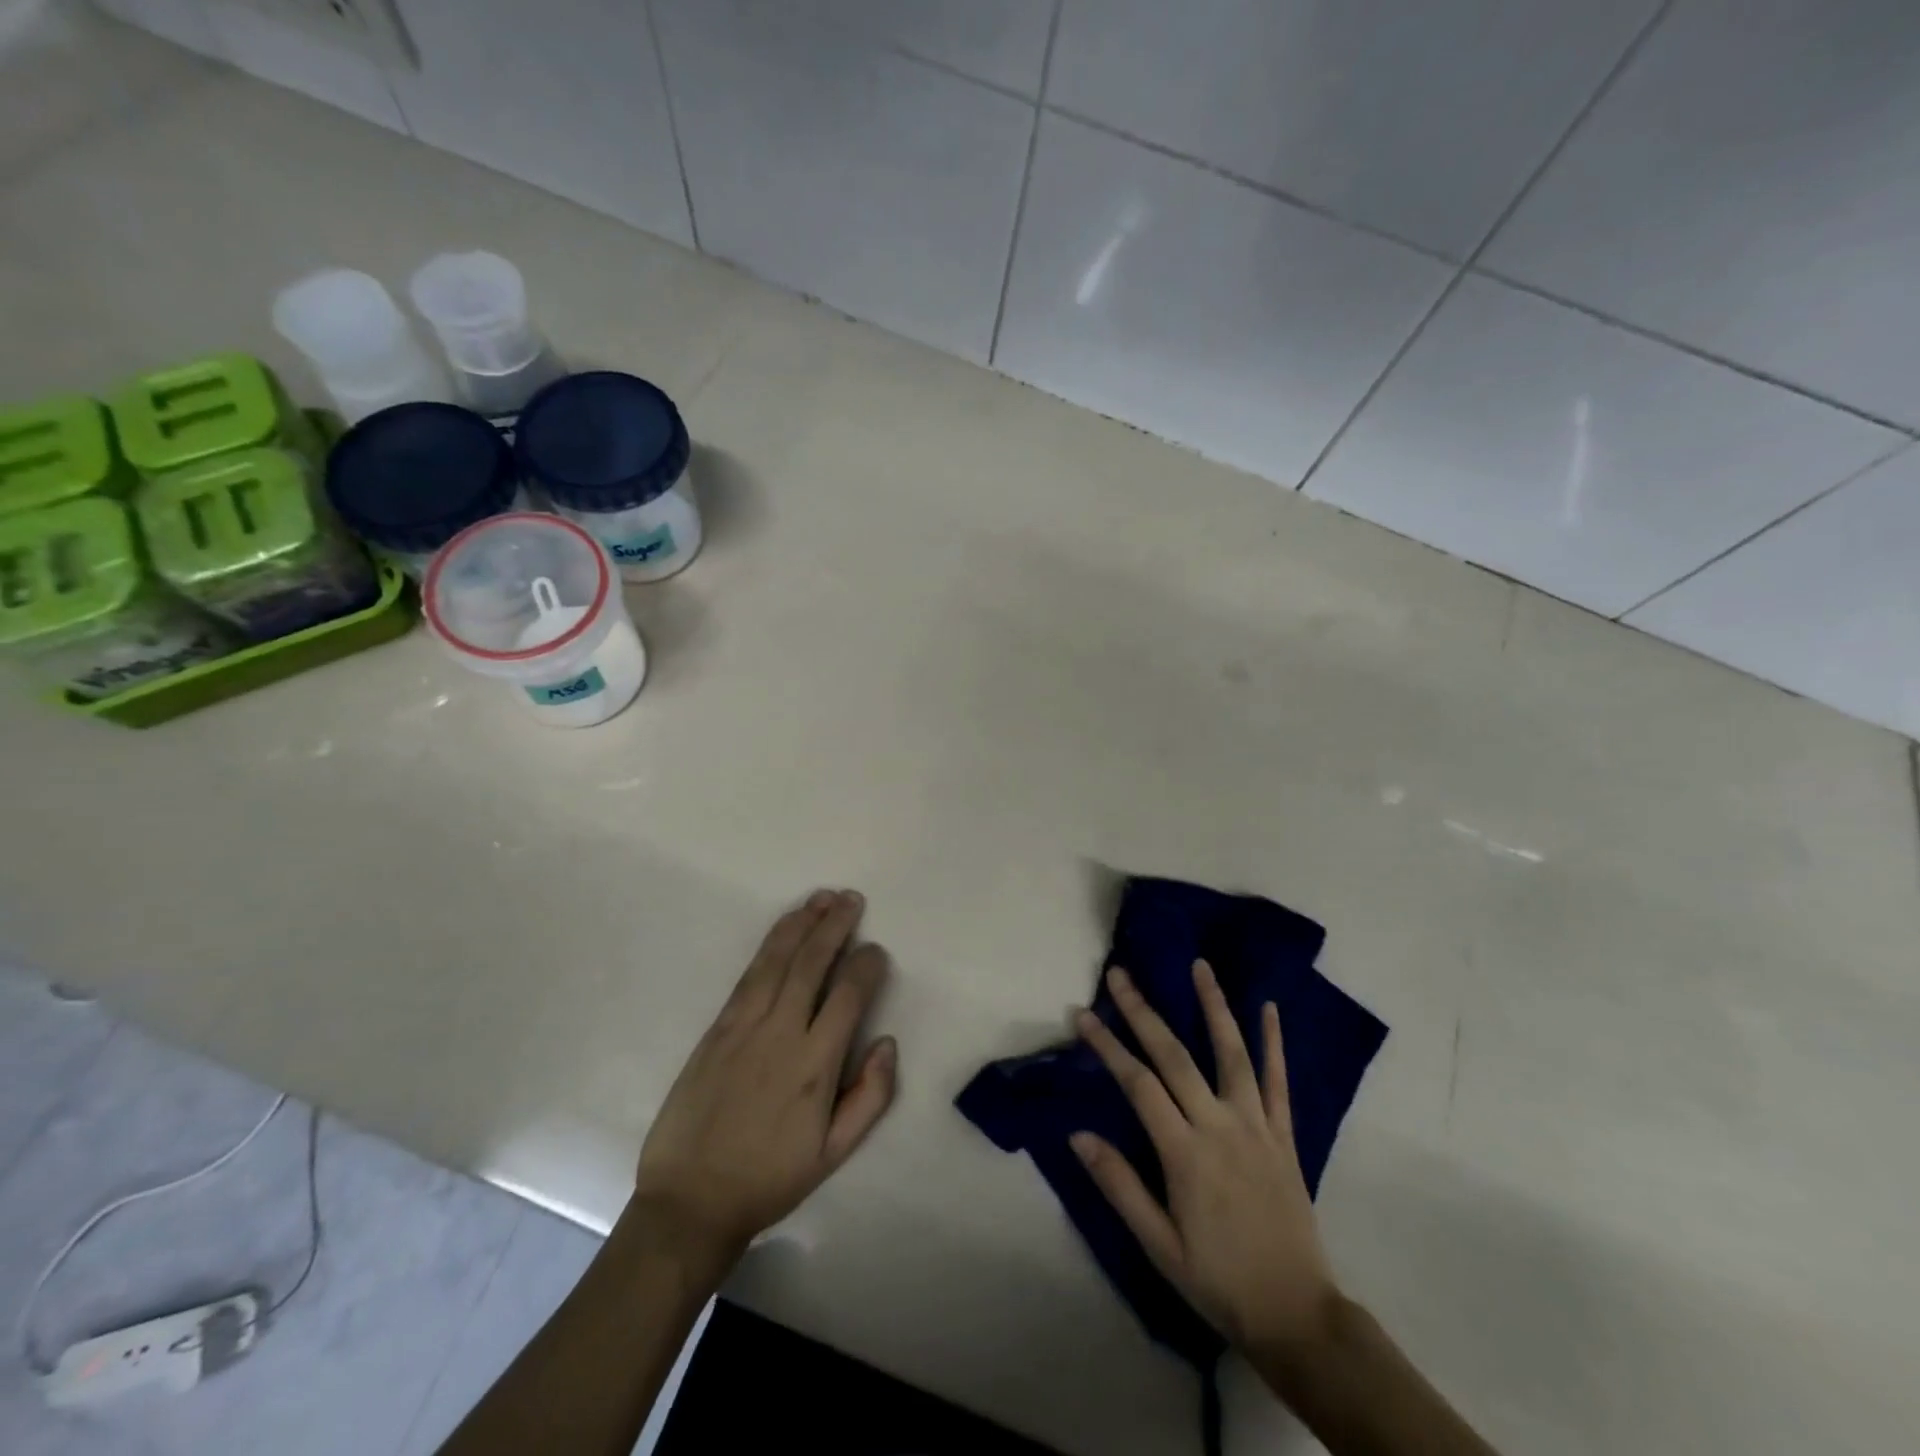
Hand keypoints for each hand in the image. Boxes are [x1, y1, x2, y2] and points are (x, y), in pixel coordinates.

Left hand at [632, 890, 897, 1266]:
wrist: (690, 1201)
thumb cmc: (770, 1179)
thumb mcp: (834, 1154)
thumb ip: (871, 1097)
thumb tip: (887, 1042)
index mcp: (815, 1065)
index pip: (849, 995)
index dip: (867, 965)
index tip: (876, 950)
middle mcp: (780, 1034)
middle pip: (812, 964)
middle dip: (835, 926)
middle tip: (852, 899)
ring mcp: (744, 1026)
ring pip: (778, 960)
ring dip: (802, 924)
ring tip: (822, 898)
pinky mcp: (717, 1028)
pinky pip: (749, 975)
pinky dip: (770, 944)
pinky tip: (784, 928)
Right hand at [1072, 962, 1338, 1352]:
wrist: (1297, 1315)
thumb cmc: (1218, 1281)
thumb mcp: (1158, 1245)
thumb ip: (1119, 1185)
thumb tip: (1078, 1134)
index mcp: (1185, 1153)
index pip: (1137, 1084)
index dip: (1108, 1046)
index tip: (1082, 1014)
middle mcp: (1220, 1126)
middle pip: (1175, 1056)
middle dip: (1143, 1012)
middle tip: (1120, 975)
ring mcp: (1257, 1126)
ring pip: (1232, 1054)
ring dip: (1214, 1006)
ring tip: (1200, 966)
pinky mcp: (1284, 1136)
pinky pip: (1279, 1082)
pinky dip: (1274, 1043)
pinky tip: (1270, 1009)